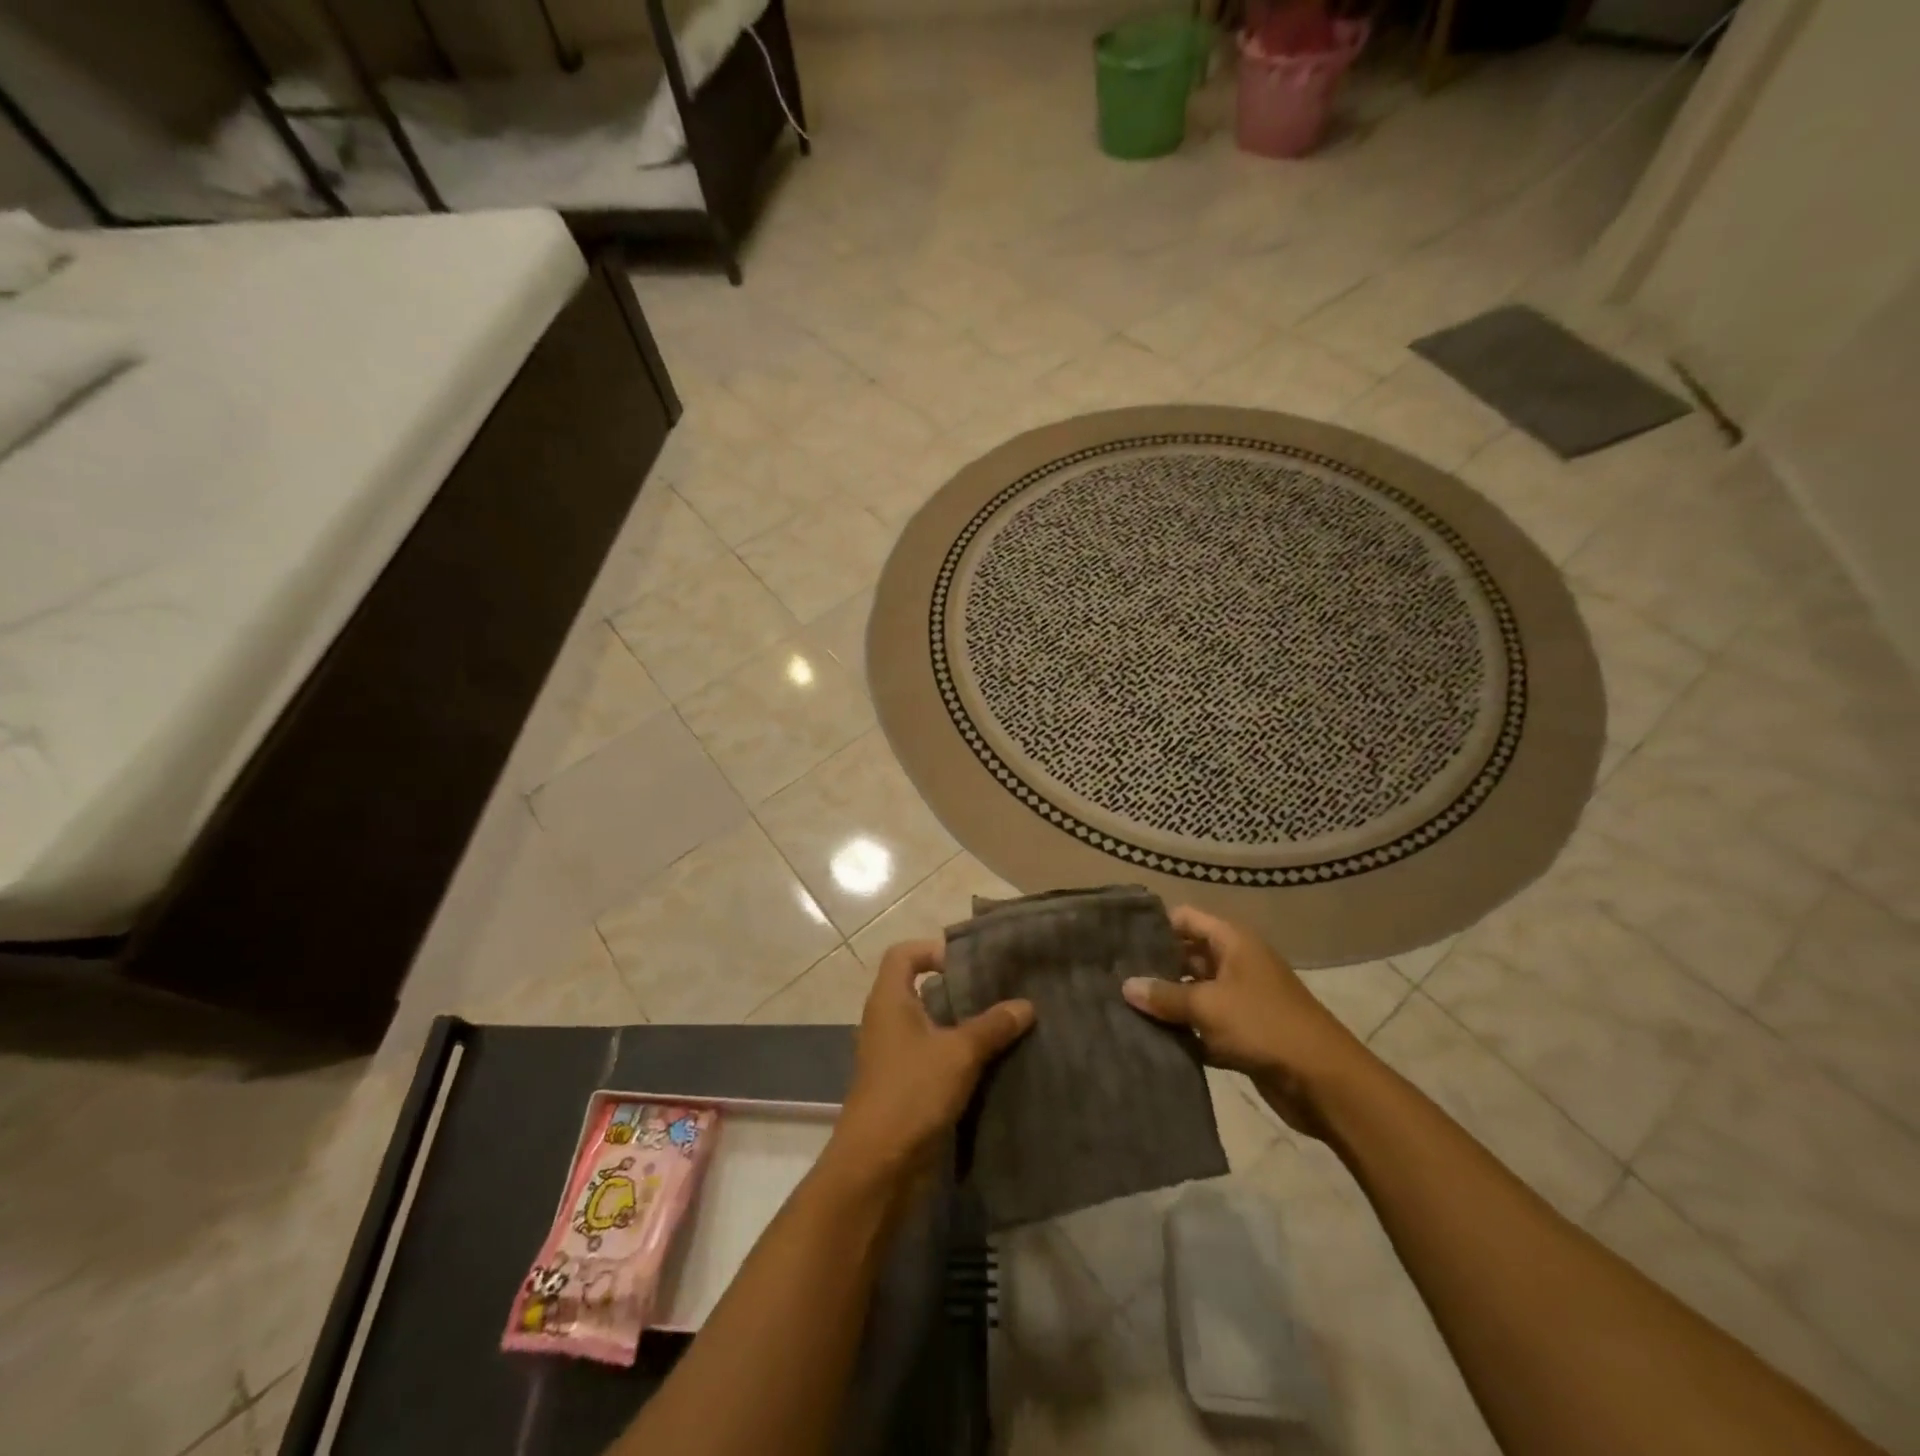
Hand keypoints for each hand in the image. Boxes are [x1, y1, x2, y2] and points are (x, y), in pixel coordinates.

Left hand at [826, 939, 1034, 1190]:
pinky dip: (960, 1056)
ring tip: (1005, 1025)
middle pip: (922, 990)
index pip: (904, 954)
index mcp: (889, 1001)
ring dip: (964, 1026)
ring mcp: (895, 1057)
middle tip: (1000, 992)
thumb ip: (993, 1025)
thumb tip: (1026, 1005)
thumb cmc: (912, 1093)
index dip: (933, 950)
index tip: (969, 964)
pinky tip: (994, 1063)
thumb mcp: (959, 1053)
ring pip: (932, 1027)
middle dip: (960, 990)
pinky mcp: (906, 1087)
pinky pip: (935, 1058)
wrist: (878, 1167)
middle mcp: (887, 1022)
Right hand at [1122, 906, 1368, 1138]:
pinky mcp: (1242, 1033)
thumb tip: (1125, 986)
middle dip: (1153, 966)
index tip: (1117, 938)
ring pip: (1193, 992)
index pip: (1184, 919)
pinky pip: (1204, 1024)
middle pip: (1186, 954)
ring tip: (1121, 1006)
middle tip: (1111, 975)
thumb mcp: (1208, 1005)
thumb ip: (1165, 995)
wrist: (1324, 1082)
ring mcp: (1240, 998)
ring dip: (1166, 1002)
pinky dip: (1184, 1031)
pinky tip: (1149, 1038)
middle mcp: (1236, 963)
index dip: (1154, 925)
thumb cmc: (1264, 1026)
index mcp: (1232, 942)